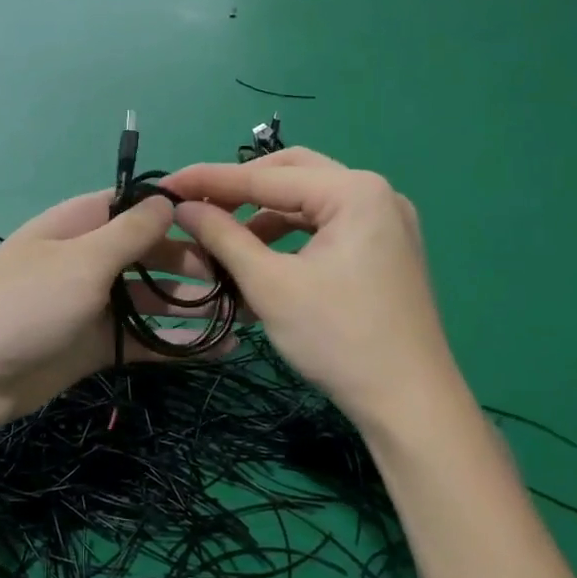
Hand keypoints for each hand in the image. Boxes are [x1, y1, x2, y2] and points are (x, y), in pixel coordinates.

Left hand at [0, 190, 229, 446]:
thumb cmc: (21, 304)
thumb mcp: (80, 261)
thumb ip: (129, 233)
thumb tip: (168, 199)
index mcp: (80, 225)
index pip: (136, 205)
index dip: (179, 209)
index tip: (229, 218)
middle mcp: (89, 260)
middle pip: (151, 253)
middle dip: (195, 262)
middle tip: (243, 279)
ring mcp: (92, 306)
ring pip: (152, 299)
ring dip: (192, 306)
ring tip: (244, 315)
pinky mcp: (94, 348)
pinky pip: (142, 341)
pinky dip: (175, 344)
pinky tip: (216, 350)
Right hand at [166, 149, 453, 426]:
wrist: (409, 404)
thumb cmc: (337, 340)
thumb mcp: (269, 285)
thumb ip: (223, 237)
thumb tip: (183, 207)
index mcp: (354, 192)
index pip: (266, 176)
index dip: (210, 180)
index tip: (166, 184)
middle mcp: (376, 192)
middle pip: (292, 173)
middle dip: (242, 188)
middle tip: (198, 205)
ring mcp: (387, 220)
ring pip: (310, 200)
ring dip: (265, 214)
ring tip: (225, 240)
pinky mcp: (387, 248)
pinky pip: (328, 224)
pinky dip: (291, 234)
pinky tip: (263, 259)